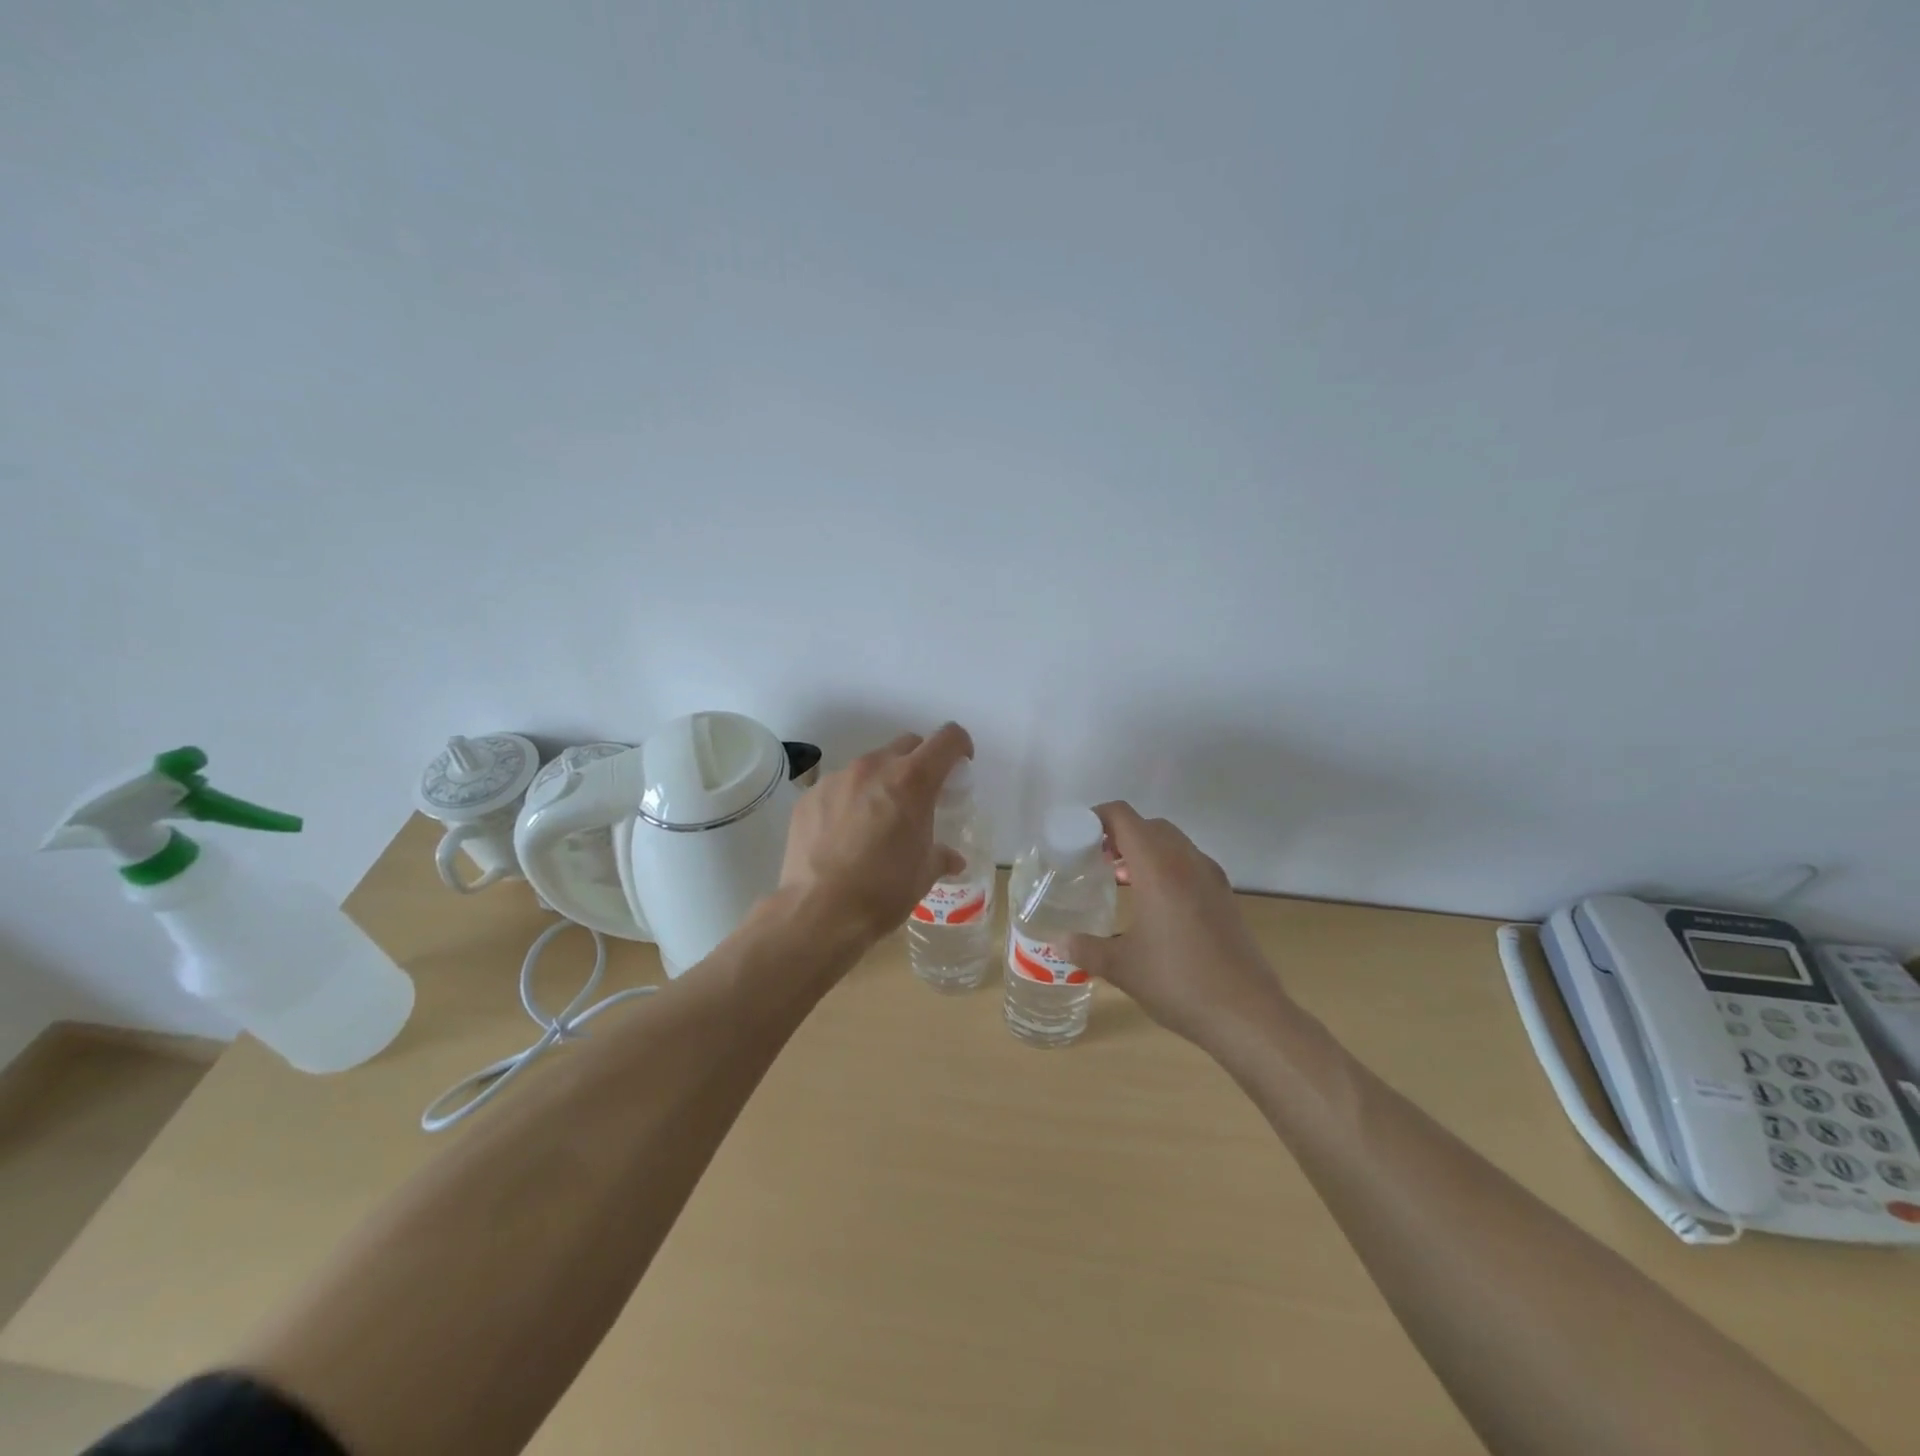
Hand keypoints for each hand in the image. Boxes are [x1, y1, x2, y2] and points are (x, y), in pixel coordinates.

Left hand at [778, 723, 972, 947]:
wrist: (818, 911)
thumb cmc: (883, 891)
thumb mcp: (923, 874)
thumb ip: (941, 855)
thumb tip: (952, 859)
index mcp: (912, 781)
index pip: (947, 739)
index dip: (960, 746)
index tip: (960, 765)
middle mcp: (874, 768)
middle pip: (907, 744)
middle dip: (920, 762)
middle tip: (920, 796)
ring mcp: (837, 779)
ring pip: (870, 765)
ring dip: (882, 782)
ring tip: (877, 819)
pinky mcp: (810, 796)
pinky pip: (838, 787)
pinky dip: (849, 800)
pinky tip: (844, 834)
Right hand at [1064, 802, 1291, 1050]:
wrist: (1247, 1014)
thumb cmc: (1178, 982)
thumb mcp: (1122, 967)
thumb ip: (1086, 949)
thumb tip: (1058, 942)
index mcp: (1158, 868)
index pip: (1124, 817)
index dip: (1098, 817)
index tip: (1077, 836)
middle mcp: (1187, 862)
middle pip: (1150, 826)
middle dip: (1121, 834)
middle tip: (1095, 858)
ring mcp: (1211, 878)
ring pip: (1173, 843)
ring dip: (1145, 850)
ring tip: (1120, 880)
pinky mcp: (1225, 897)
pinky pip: (1190, 864)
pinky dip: (1167, 867)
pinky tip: (1154, 904)